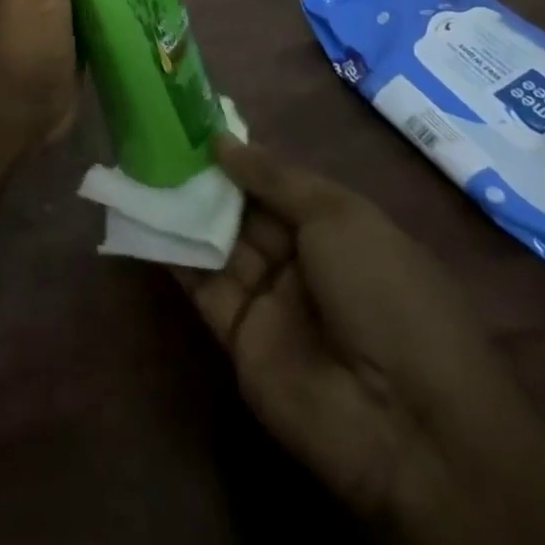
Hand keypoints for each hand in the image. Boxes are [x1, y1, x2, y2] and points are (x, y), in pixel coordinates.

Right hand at [176, 137, 544, 544]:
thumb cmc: (386, 295)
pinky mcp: (238, 336)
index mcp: (337, 228)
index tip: (192, 120)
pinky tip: (141, 214)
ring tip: (137, 163)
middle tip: (153, 134)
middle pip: (242, 208)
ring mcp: (269, 299)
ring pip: (216, 241)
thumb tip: (221, 140)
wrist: (408, 424)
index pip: (276, 182)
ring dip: (181, 206)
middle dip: (202, 175)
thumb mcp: (339, 215)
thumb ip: (274, 176)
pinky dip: (171, 250)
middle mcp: (301, 260)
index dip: (239, 154)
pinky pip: (200, 284)